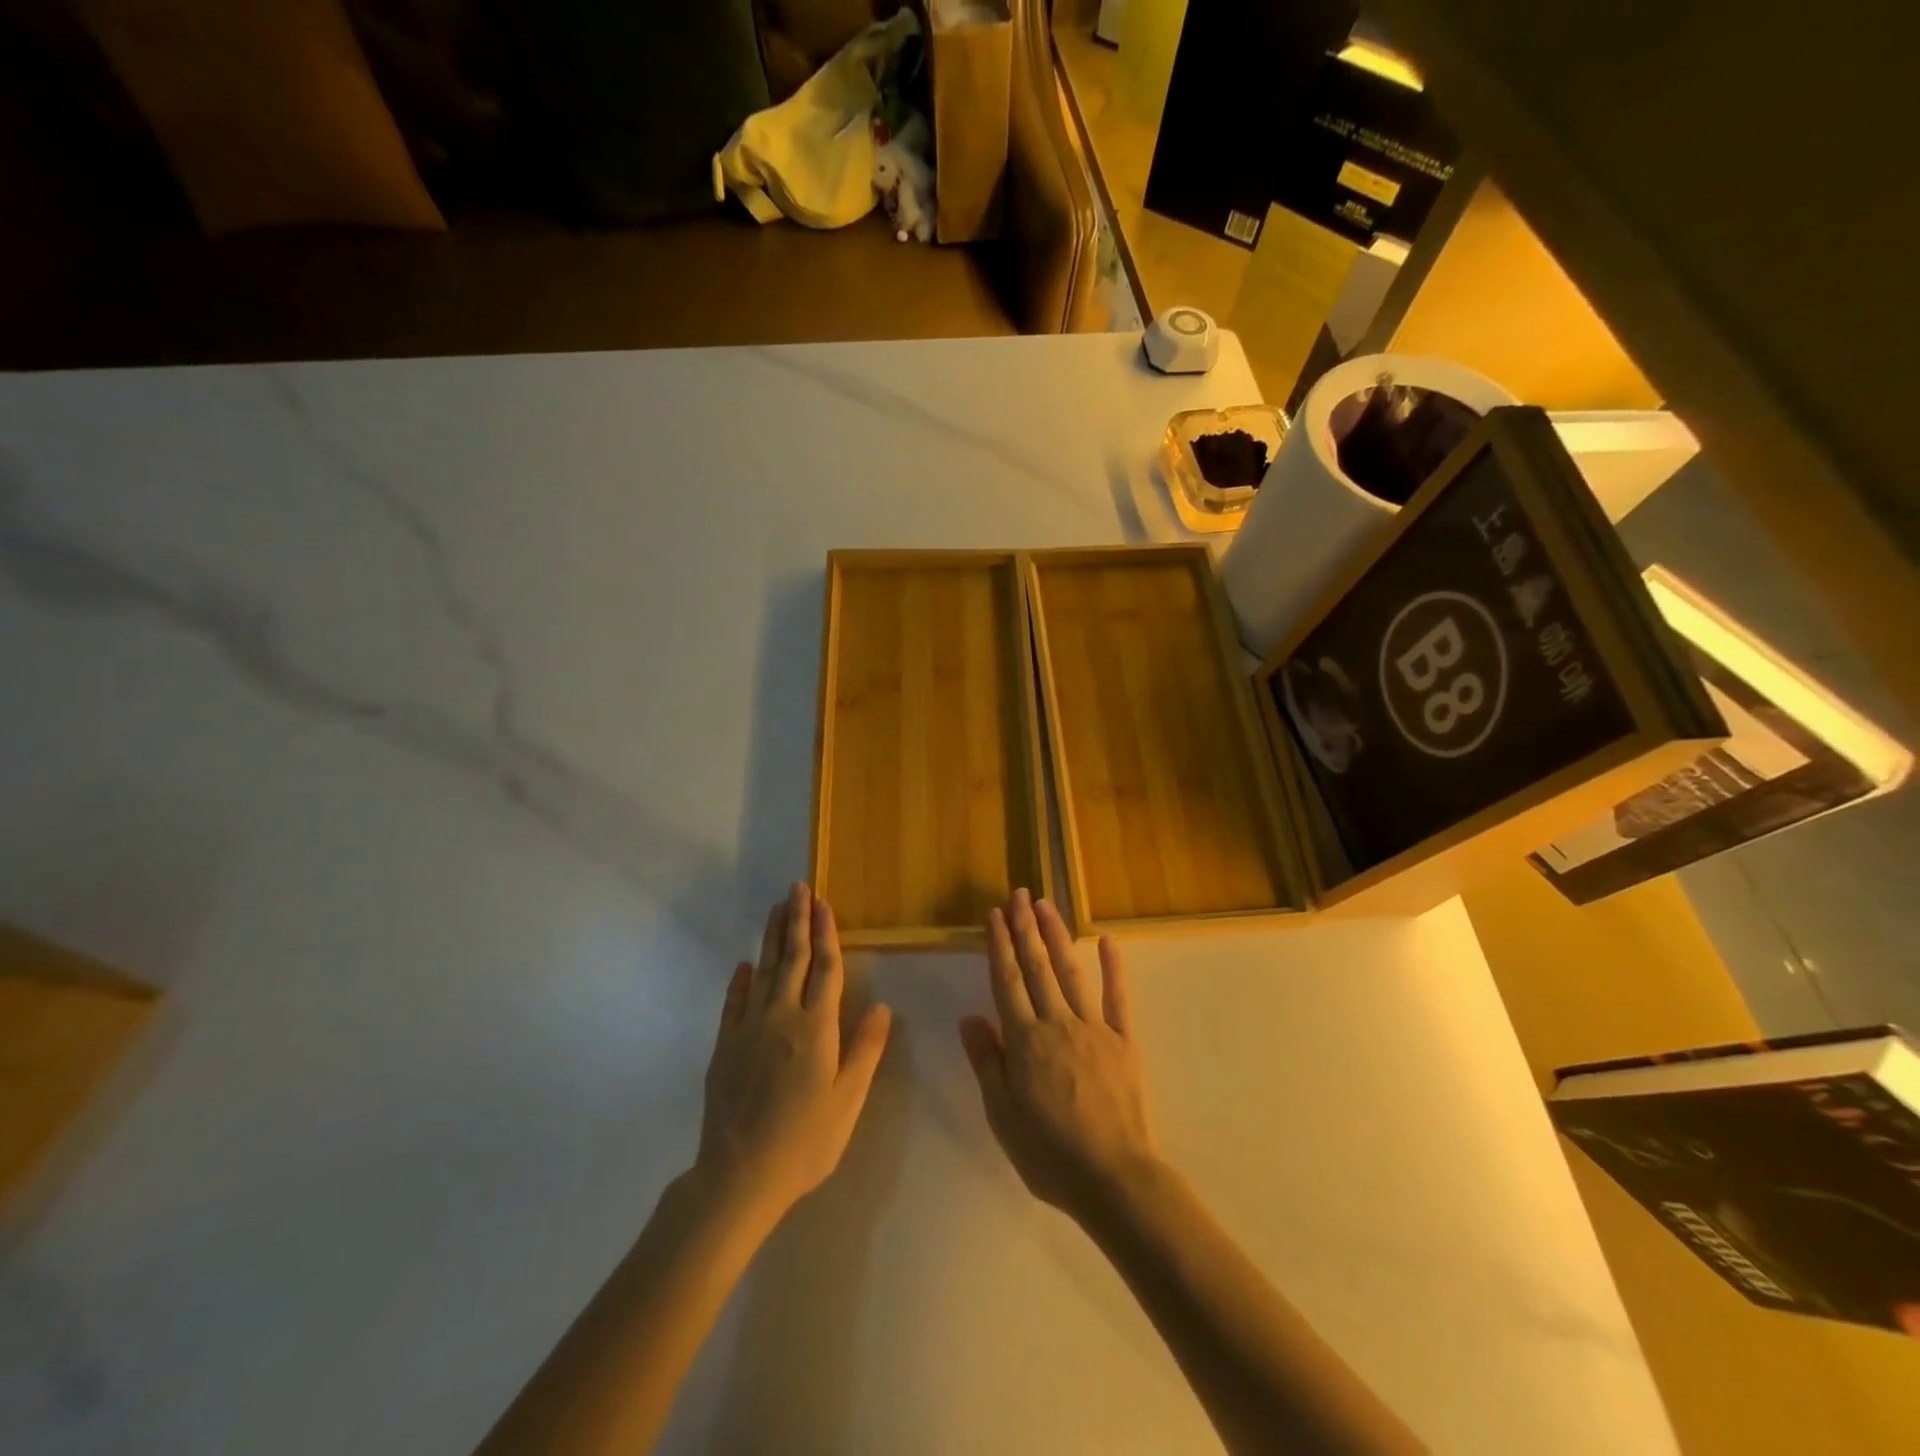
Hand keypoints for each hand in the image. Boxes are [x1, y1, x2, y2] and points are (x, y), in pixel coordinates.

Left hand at [695, 882, 891, 1228]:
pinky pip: (733, 1002)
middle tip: (797, 888)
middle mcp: (781, 1017)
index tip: (824, 904)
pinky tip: (745, 965)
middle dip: (797, 921)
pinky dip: (740, 980)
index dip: (826, 934)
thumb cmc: (805, 1142)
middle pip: (791, 959)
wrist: (738, 1177)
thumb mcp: (847, 1102)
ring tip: (777, 909)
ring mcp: (748, 1029)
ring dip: (771, 938)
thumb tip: (882, 1006)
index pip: (825, 969)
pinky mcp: (725, 1046)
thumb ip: (864, 1050)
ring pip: (763, 971)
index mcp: (816, 1029)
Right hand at [958, 889, 1157, 1226]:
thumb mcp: (1002, 1116)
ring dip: (1057, 935)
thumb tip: (969, 1017)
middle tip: (1018, 894)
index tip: (993, 914)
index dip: (999, 945)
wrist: (1114, 1178)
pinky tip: (1107, 941)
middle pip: (1037, 967)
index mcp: (1025, 1041)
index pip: (1007, 981)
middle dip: (1025, 927)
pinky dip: (1113, 967)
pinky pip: (1117, 997)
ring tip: (1046, 905)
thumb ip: (987, 1062)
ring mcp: (1094, 1028)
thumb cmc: (1049, 1153)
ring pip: (1071, 971)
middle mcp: (1057, 1023)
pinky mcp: (1124, 1040)